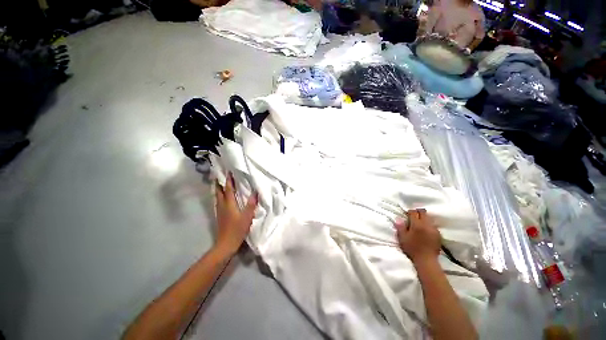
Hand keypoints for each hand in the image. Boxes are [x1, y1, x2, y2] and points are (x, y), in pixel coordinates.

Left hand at [214, 173, 257, 255]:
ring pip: (217, 196)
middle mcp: (222, 205)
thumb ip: (251, 204)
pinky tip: (222, 197)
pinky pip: (218, 202)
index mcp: (229, 204)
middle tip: (220, 175)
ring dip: (218, 189)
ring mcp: (219, 211)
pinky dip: (220, 196)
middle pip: (219, 191)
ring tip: (220, 183)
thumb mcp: (247, 216)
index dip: (228, 180)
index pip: (228, 189)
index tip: (229, 172)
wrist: (226, 244)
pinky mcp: (219, 215)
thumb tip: (255, 192)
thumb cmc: (237, 229)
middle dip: (219, 183)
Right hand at [395, 209, 441, 263]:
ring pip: (429, 218)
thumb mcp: (402, 238)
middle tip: (413, 217)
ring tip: (419, 223)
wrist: (426, 260)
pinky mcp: (438, 234)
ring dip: (424, 218)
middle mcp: (426, 224)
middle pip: (423, 212)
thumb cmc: (412, 248)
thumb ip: (400, 227)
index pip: (413, 212)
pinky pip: (433, 225)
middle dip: (418, 212)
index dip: (409, 212)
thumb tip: (398, 218)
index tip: (407, 215)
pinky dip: (429, 225)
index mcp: (416, 224)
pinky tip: (426, 230)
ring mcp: (434, 229)